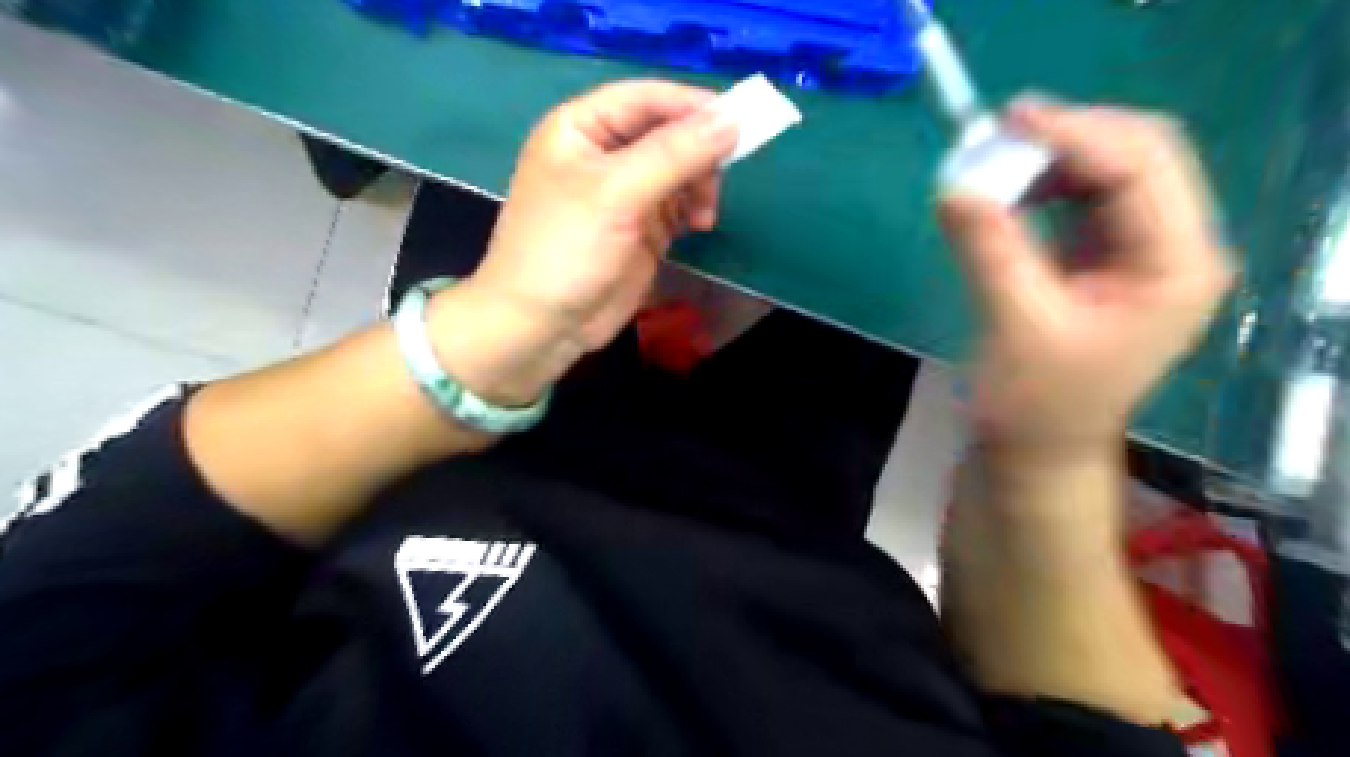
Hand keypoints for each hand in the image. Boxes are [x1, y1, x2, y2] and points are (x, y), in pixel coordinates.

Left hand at [423, 80, 733, 403]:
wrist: (544, 324)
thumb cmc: (566, 248)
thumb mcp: (617, 193)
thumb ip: (674, 154)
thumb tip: (732, 120)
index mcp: (582, 128)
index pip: (646, 99)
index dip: (692, 106)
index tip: (739, 121)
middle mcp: (604, 153)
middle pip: (668, 133)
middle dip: (698, 152)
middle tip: (718, 178)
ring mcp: (625, 193)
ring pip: (680, 169)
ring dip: (700, 184)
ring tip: (704, 214)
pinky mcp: (642, 227)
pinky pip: (680, 203)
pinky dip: (695, 208)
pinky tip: (700, 224)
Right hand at [942, 94, 1232, 457]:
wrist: (1039, 447)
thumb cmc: (1036, 402)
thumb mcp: (1014, 326)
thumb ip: (990, 250)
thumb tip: (953, 186)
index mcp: (1176, 266)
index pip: (1142, 167)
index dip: (1076, 135)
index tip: (1005, 123)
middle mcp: (1176, 247)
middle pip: (1139, 155)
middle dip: (1068, 137)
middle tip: (997, 135)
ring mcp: (1144, 250)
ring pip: (1112, 170)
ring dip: (1054, 157)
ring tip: (996, 160)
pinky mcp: (1109, 257)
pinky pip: (1085, 197)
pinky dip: (1046, 184)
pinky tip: (1010, 189)